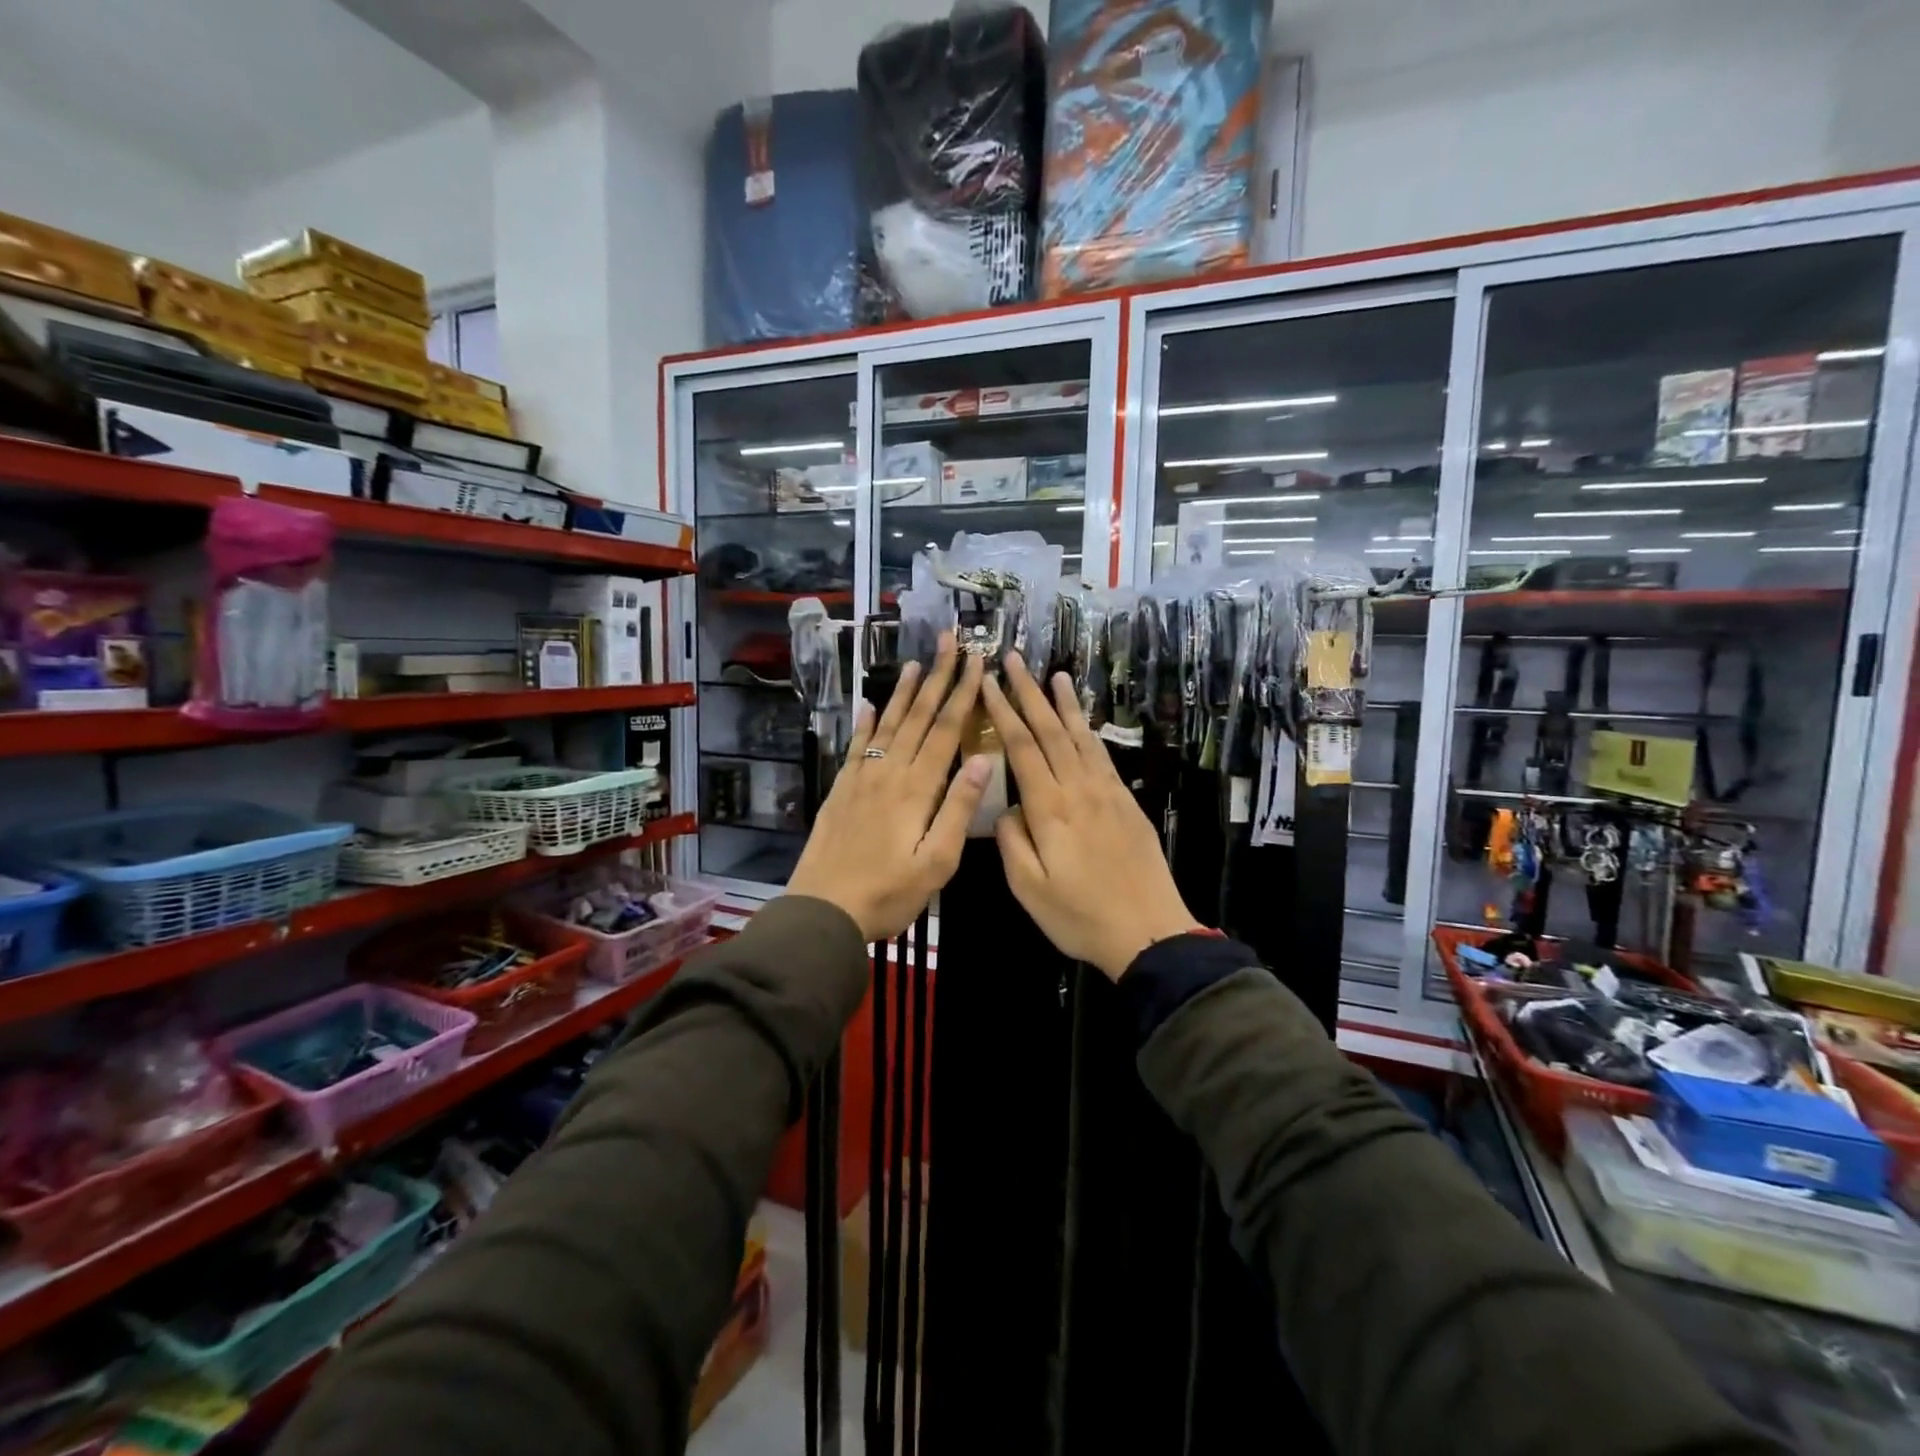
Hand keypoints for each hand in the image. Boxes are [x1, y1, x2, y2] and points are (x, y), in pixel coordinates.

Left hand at [788, 635, 990, 940]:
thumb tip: (983, 760)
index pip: (946, 730)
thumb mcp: (937, 862)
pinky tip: (867, 705)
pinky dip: (863, 723)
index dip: (963, 694)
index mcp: (917, 789)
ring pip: (886, 725)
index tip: (977, 661)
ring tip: (914, 662)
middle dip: (936, 677)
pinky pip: (856, 747)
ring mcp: (861, 779)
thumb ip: (958, 810)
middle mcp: (889, 773)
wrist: (824, 911)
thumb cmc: (889, 893)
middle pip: (917, 717)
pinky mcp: (841, 791)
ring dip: (902, 692)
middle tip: (947, 641)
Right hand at [982, 655, 1201, 980]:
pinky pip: (1103, 755)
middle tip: (1015, 659)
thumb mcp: (1029, 888)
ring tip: (1056, 674)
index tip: (988, 682)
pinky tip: (1085, 721)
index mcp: (1049, 809)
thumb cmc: (1080, 916)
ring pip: (1081, 737)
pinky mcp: (1126, 802)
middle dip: (1029, 693)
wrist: (1148, 931)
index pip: (1021, 748)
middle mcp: (1079, 789)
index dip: (1003, 712)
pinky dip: (1090, 731)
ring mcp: (1107, 793)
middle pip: (1051, 731)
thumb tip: (1006, 807)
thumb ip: (1012, 841)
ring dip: (1065, 704)